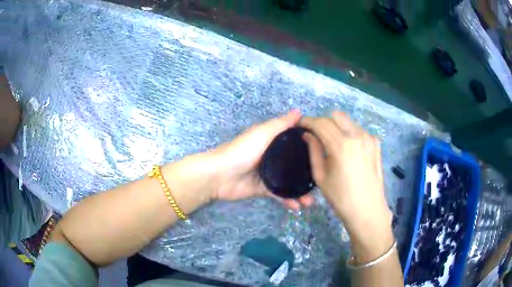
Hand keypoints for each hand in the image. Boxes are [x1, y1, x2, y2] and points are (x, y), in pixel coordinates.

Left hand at [211, 110, 313, 209]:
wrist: (219, 175)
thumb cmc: (242, 151)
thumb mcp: (262, 134)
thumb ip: (281, 124)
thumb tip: (300, 111)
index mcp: (273, 141)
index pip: (296, 143)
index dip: (310, 147)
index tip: (326, 154)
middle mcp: (273, 157)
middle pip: (295, 165)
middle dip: (308, 175)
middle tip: (321, 183)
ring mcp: (269, 174)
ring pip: (289, 182)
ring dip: (300, 192)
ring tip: (310, 201)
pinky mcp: (263, 189)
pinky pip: (279, 195)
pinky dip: (288, 200)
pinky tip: (297, 206)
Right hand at [300, 111, 391, 240]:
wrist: (367, 209)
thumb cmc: (340, 196)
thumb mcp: (321, 175)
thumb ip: (313, 150)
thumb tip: (307, 134)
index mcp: (341, 145)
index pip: (320, 123)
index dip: (308, 121)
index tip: (300, 124)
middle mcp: (357, 136)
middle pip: (336, 115)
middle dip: (323, 121)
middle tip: (317, 134)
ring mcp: (369, 138)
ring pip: (348, 121)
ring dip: (337, 126)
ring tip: (332, 142)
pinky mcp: (376, 143)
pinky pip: (359, 130)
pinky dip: (350, 134)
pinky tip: (348, 149)